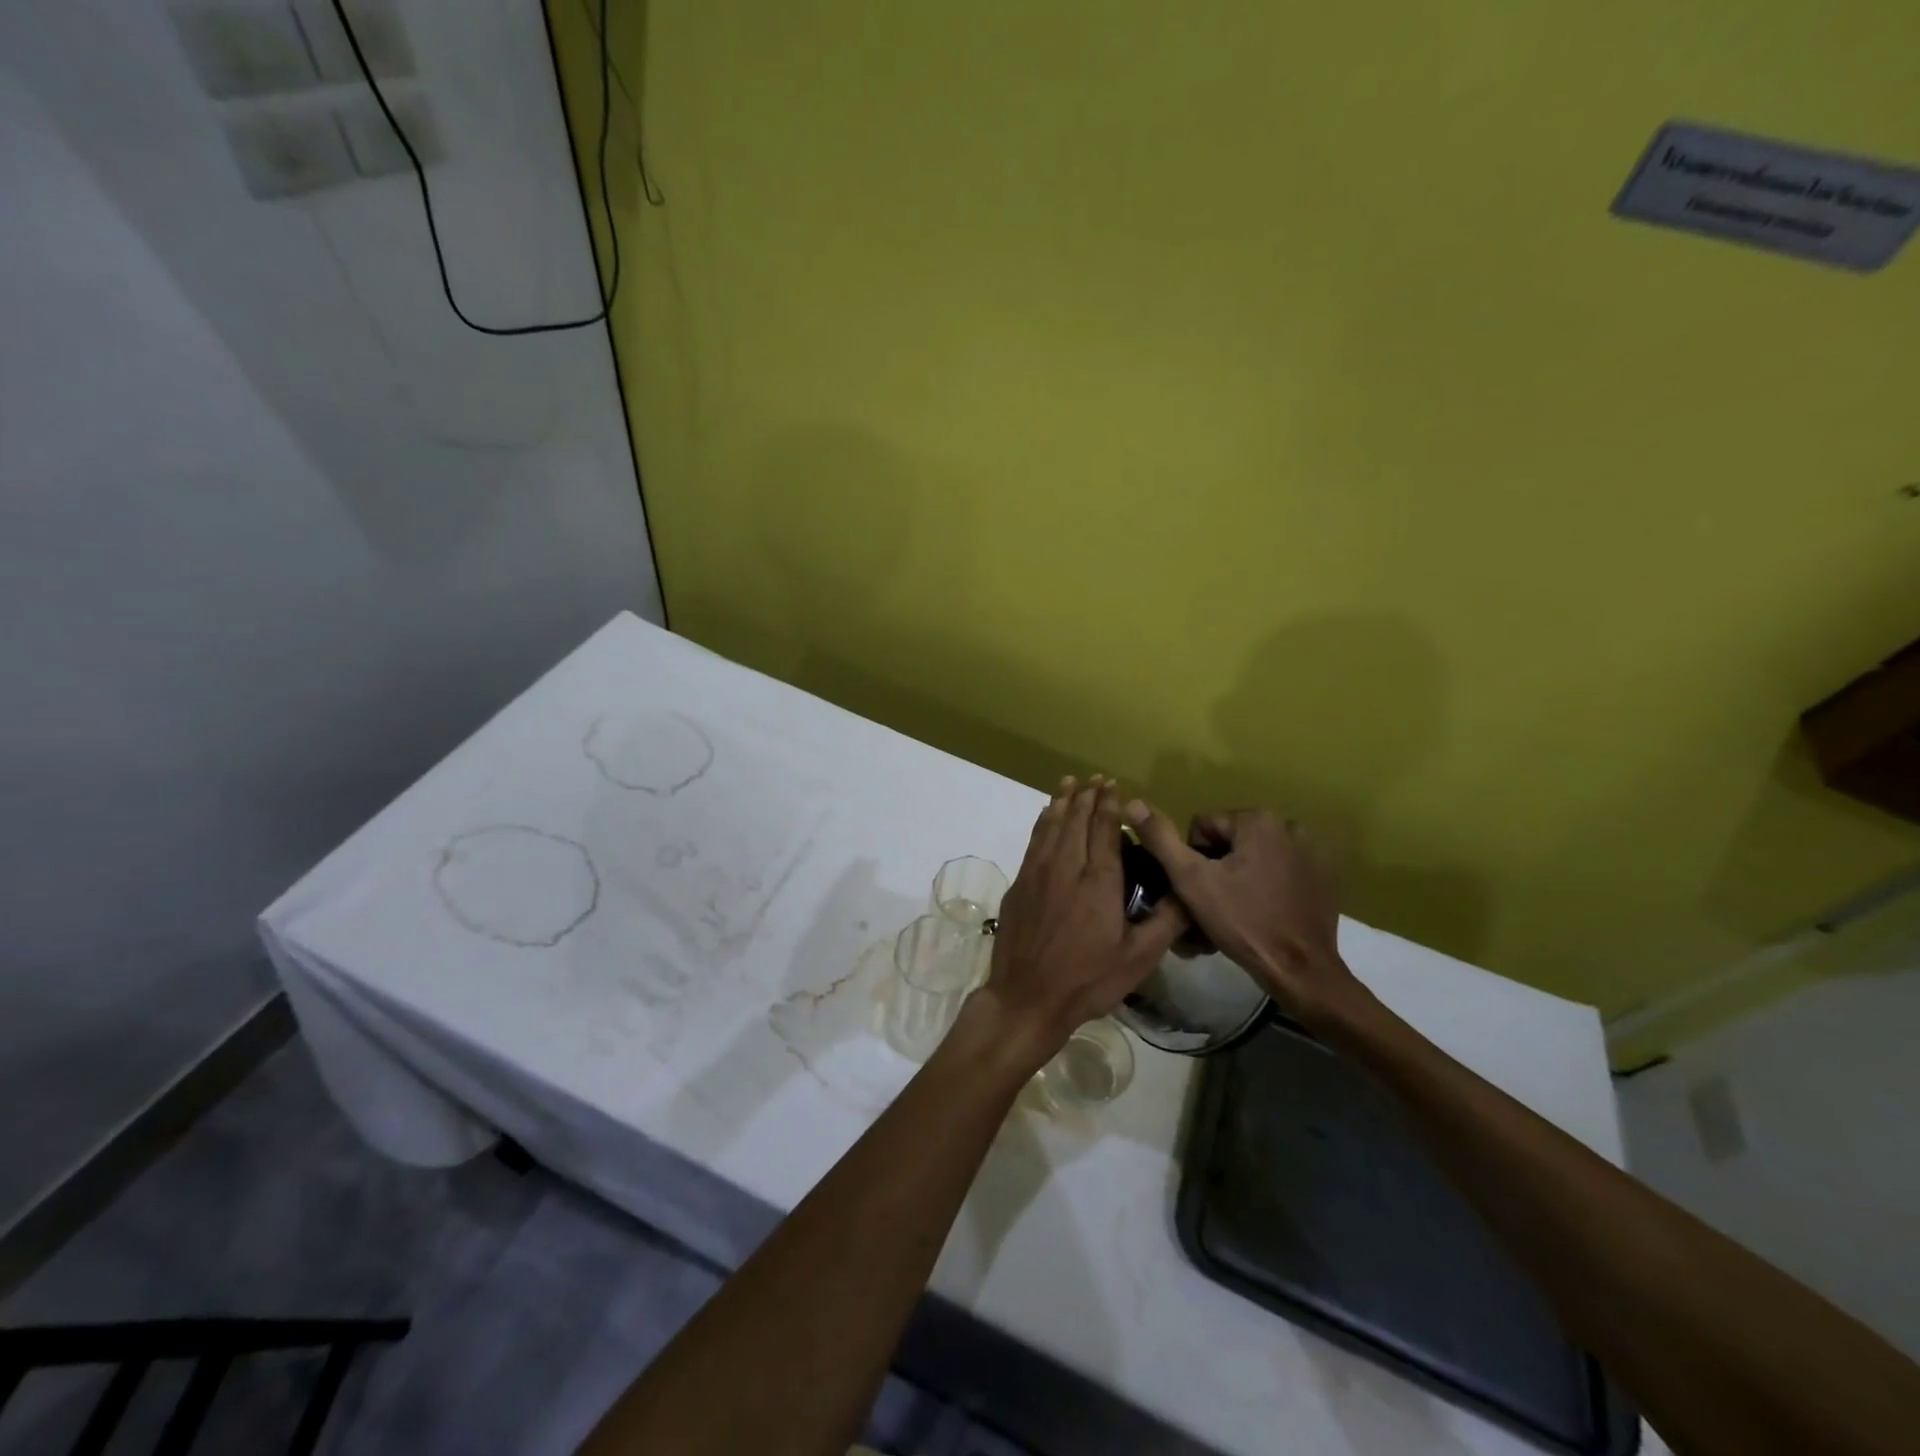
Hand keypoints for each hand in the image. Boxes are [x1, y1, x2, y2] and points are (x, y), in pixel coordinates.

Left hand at [978, 777, 1188, 1065]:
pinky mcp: (1019, 884)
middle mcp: (1066, 867)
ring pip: (1051, 826)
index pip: (1104, 830)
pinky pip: (1033, 841)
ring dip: (1061, 802)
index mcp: (1099, 882)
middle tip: (1095, 778)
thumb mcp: (1138, 959)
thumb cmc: (1088, 980)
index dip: (1109, 805)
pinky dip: (1042, 822)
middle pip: (1076, 821)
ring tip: (1069, 783)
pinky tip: (1045, 816)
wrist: (1027, 997)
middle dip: (1087, 796)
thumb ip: (1166, 921)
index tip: (1113, 785)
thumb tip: (1190, 891)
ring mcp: (1037, 873)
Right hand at [1124, 802, 1363, 1026]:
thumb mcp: (1191, 880)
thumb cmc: (1242, 922)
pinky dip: (1269, 885)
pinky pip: (1281, 870)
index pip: (1203, 828)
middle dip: (1218, 867)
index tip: (1202, 890)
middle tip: (1217, 903)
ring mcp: (1312, 852)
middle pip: (1230, 841)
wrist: (1300, 969)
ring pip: (1255, 856)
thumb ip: (1161, 839)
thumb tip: (1132, 803)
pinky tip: (1265, 911)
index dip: (1193, 859)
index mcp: (1257, 820)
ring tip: (1240, 909)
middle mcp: (1289, 825)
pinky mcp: (1325, 877)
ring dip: (1242, 875)